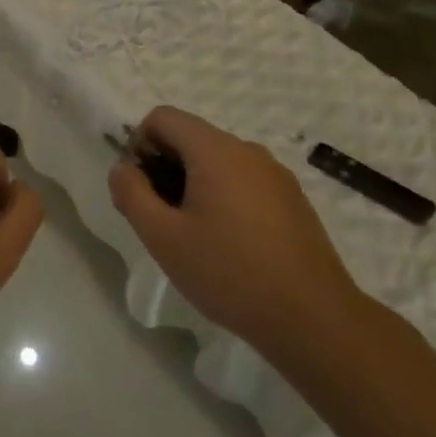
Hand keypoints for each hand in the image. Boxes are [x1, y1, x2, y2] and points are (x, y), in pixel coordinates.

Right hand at [108, 106, 364, 366]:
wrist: (313, 318)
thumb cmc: (229, 273)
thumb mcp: (163, 237)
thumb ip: (131, 194)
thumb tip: (122, 168)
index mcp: (215, 150)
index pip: (163, 118)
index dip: (139, 145)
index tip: (140, 189)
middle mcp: (248, 150)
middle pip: (190, 137)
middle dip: (164, 167)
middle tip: (160, 218)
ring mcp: (275, 174)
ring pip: (217, 161)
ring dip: (192, 184)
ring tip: (193, 235)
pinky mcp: (292, 199)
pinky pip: (244, 181)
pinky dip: (223, 197)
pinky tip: (228, 244)